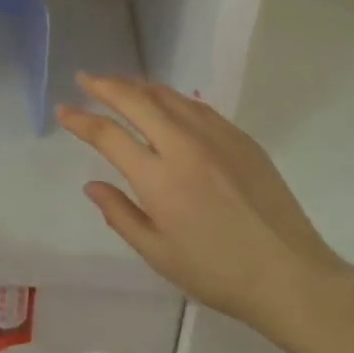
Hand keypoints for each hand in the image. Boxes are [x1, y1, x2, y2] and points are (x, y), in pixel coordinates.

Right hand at [57, 74, 352, 332]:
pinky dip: (171, 98)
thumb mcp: (159, 254)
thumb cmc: (217, 273)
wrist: (290, 274)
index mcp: (158, 178)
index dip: (81, 120)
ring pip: (167, 96)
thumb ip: (120, 215)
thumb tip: (92, 185)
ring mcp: (215, 136)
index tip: (63, 110)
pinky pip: (197, 106)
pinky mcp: (240, 137)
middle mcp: (183, 146)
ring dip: (138, 86)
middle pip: (135, 100)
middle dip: (105, 86)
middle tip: (85, 78)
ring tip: (120, 85)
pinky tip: (166, 102)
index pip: (108, 135)